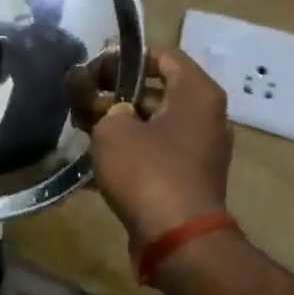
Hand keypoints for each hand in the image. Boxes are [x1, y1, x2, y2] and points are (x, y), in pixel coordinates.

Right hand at [88, 48, 231, 252]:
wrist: (177, 239)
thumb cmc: (148, 172)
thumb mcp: (112, 128)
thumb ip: (103, 106)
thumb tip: (105, 106)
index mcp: (198, 93)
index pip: (162, 55)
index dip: (125, 59)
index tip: (94, 72)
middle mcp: (208, 116)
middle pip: (159, 90)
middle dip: (119, 94)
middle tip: (85, 101)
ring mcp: (202, 149)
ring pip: (156, 123)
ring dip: (123, 123)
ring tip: (86, 129)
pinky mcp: (191, 177)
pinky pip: (159, 151)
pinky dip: (133, 150)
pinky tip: (100, 159)